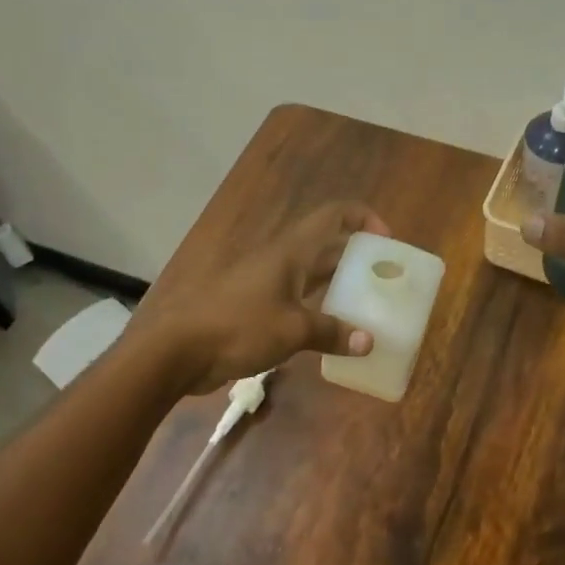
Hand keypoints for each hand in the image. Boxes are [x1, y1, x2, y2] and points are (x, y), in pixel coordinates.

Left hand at [134, 202, 389, 394]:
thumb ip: (332, 332)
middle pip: (325, 245)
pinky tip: (330, 331)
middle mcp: (280, 260)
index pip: (334, 215)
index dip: (363, 218)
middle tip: (383, 279)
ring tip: (365, 305)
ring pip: (310, 274)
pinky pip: (295, 300)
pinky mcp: (253, 308)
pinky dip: (317, 308)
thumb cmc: (238, 326)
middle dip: (356, 256)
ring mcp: (264, 283)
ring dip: (337, 284)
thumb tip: (368, 341)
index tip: (387, 241)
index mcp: (291, 251)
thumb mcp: (292, 331)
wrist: (177, 349)